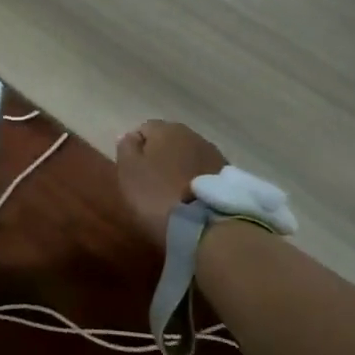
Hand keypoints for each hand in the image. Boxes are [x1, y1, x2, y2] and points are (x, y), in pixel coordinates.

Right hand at [115, 119, 225, 246]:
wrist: (206, 225)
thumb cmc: (157, 194)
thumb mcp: (129, 171)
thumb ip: (126, 148)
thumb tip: (129, 135)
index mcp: (165, 128)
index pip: (144, 129)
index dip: (135, 149)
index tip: (132, 173)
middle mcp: (192, 134)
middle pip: (168, 141)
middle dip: (160, 157)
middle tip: (151, 183)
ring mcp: (214, 154)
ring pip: (188, 156)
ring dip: (180, 169)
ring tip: (173, 194)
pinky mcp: (229, 177)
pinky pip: (204, 174)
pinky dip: (195, 182)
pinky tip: (191, 200)